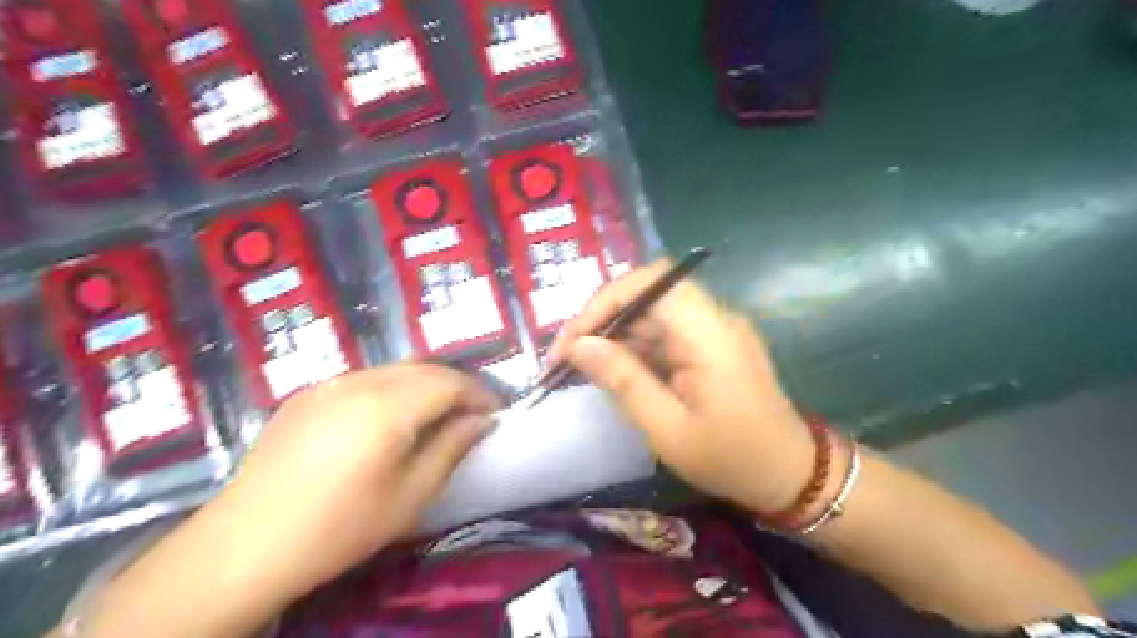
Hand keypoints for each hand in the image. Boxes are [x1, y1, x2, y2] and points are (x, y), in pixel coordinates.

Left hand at [210, 363, 497, 597]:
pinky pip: (364, 378)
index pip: (450, 382)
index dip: (479, 394)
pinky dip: (391, 388)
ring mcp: (329, 384)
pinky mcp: (307, 394)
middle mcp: (360, 381)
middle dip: (456, 385)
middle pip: (424, 368)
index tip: (496, 413)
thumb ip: (452, 447)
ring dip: (424, 384)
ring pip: (394, 369)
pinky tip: (388, 418)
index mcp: (388, 406)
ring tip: (436, 413)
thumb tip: (482, 420)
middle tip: (472, 413)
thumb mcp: (411, 494)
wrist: (245, 546)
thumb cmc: (341, 527)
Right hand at [550, 262, 817, 514]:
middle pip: (647, 294)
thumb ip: (623, 381)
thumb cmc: (731, 458)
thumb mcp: (668, 429)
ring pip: (651, 314)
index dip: (604, 301)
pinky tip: (614, 372)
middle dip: (601, 320)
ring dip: (614, 335)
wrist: (791, 475)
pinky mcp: (710, 345)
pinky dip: (634, 348)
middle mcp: (713, 318)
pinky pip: (664, 333)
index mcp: (709, 332)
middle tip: (566, 357)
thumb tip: (579, 346)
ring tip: (580, 368)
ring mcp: (714, 329)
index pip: (650, 283)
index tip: (572, 341)